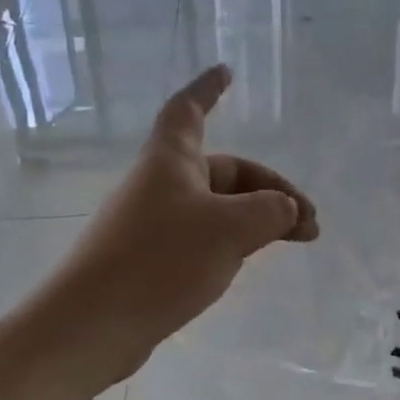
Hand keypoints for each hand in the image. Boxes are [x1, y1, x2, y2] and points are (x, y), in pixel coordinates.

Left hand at [28, 65, 317, 390]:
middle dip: (271, 190)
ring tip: (293, 242)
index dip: (207, 89)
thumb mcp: (230, 229)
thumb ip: (270, 212)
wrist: (90, 328)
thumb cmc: (160, 260)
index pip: (188, 110)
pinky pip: (202, 236)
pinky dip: (234, 240)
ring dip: (258, 218)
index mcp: (171, 161)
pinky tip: (248, 262)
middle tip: (309, 223)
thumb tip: (286, 210)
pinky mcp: (150, 259)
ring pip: (218, 207)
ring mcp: (153, 223)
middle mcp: (161, 185)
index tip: (226, 72)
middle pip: (225, 170)